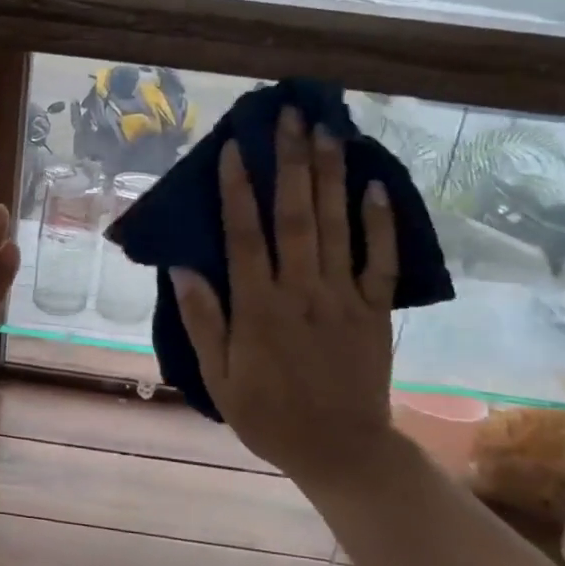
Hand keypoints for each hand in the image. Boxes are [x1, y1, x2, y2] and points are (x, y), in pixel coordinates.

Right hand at [172, 108, 402, 485]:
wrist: (341, 450)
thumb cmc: (269, 415)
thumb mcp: (220, 377)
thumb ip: (204, 321)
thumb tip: (182, 268)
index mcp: (260, 308)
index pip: (245, 236)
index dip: (239, 189)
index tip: (235, 146)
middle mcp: (302, 291)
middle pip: (296, 216)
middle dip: (291, 162)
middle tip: (289, 115)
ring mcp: (344, 297)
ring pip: (337, 226)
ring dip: (331, 176)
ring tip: (326, 130)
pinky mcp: (375, 310)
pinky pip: (382, 260)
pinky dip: (382, 222)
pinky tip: (376, 185)